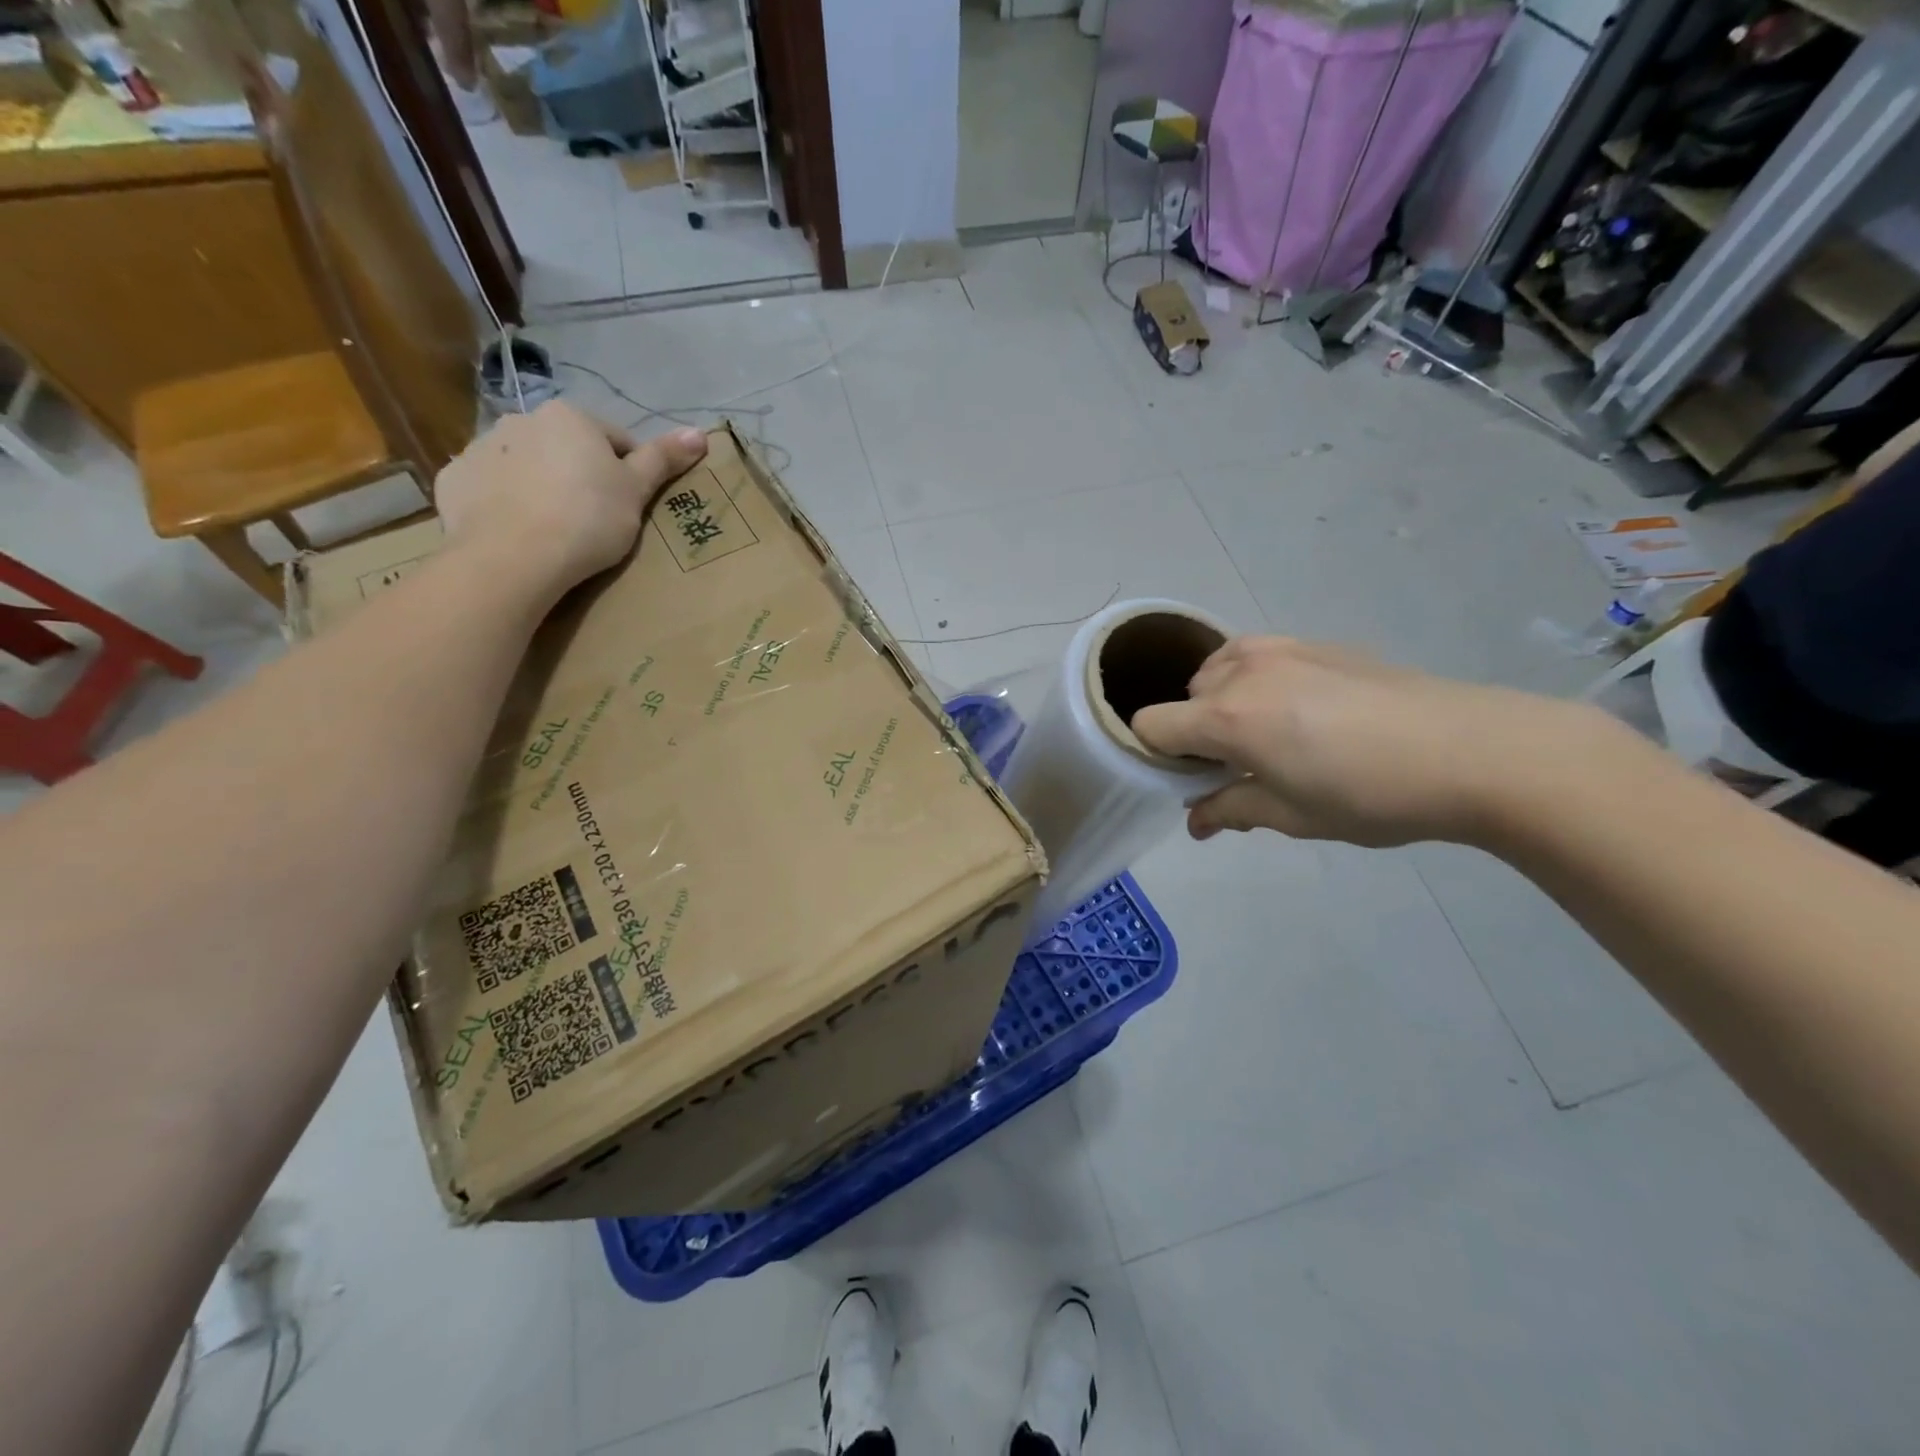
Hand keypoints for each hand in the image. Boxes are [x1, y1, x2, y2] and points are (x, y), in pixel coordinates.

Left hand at [435, 403, 708, 597]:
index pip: (615, 441)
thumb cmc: (587, 520)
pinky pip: (489, 488)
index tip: (630, 509)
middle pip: (566, 450)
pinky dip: (504, 503)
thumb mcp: (636, 492)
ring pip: (525, 466)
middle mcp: (522, 419)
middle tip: (595, 521)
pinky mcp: (454, 480)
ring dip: (541, 487)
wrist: (514, 557)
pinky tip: (518, 532)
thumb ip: (664, 459)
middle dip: (581, 477)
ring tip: (555, 530)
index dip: (629, 475)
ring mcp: (480, 448)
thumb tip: (701, 432)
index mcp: (571, 417)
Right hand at [1131, 636, 1607, 848]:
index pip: (1149, 725)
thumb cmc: (1372, 795)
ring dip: (1222, 701)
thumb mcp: (1293, 816)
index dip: (1155, 755)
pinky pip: (1257, 656)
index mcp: (1227, 718)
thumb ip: (1231, 809)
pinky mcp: (1316, 641)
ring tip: (1267, 734)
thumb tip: (1196, 820)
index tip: (1186, 780)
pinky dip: (1256, 681)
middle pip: (1184, 698)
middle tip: (1238, 767)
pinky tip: (1304, 711)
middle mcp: (1242, 672)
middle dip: (1195, 732)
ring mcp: (1281, 648)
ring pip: (1218, 670)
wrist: (1474, 749)